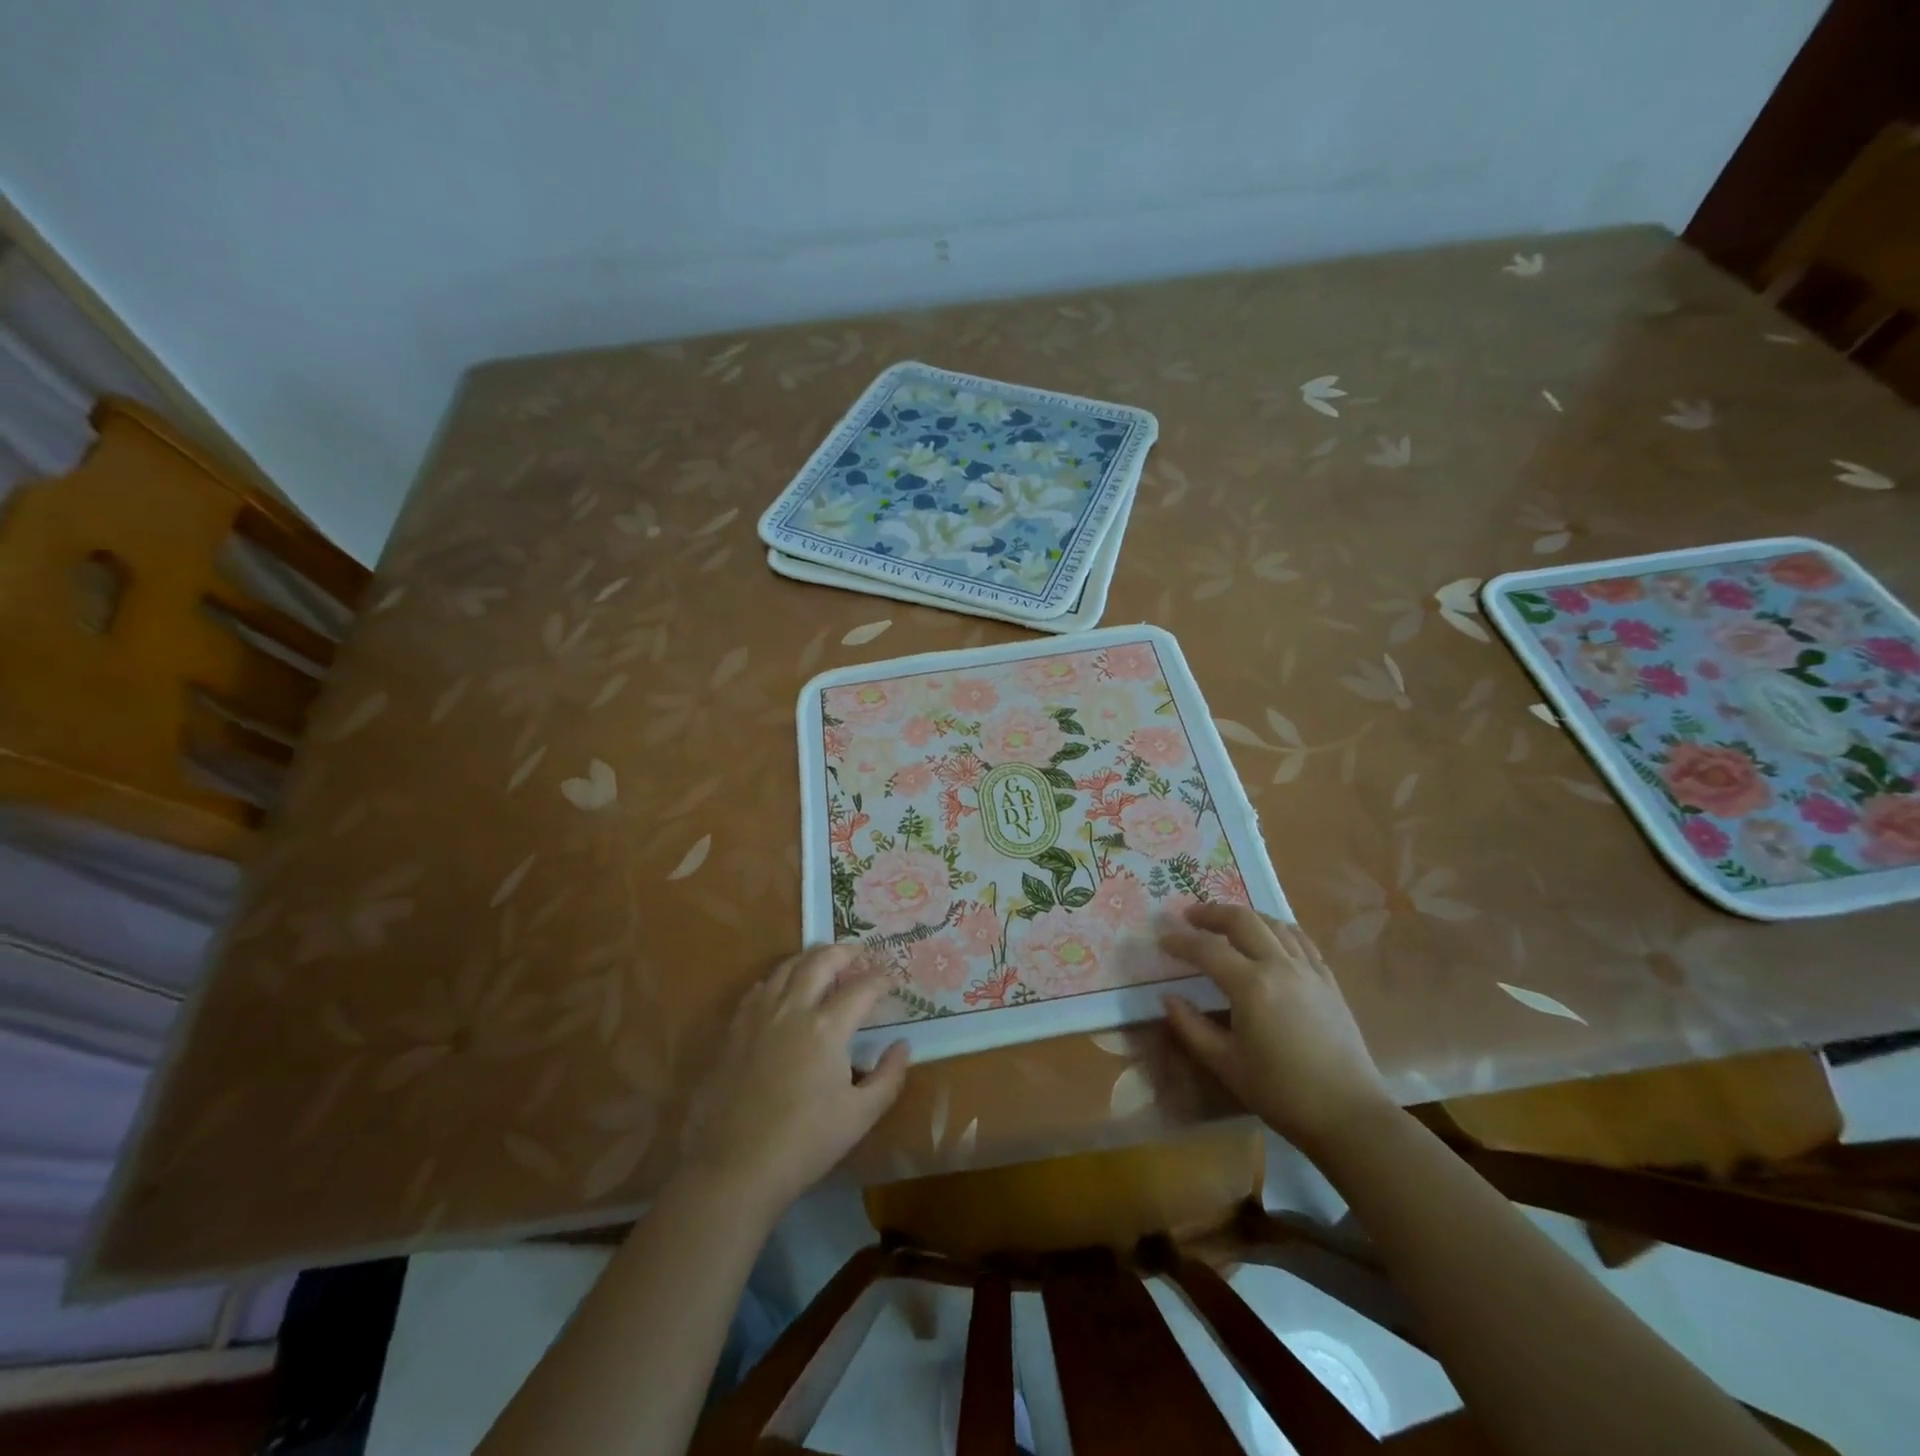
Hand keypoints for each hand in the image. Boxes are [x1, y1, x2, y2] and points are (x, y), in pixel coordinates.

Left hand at [681, 945, 909, 1215]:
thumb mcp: (861, 1116)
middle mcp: (793, 1009)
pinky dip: (776, 980)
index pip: (862, 988)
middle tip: (858, 953)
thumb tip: (903, 1045)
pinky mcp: (734, 1031)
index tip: (891, 981)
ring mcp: (759, 1017)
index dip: (881, 980)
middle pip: (820, 962)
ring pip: (785, 968)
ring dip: (809, 958)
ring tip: (822, 959)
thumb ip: (889, 1076)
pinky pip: (758, 989)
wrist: (736, 1166)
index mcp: (827, 1027)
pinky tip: (780, 989)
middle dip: (843, 952)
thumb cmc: (806, 1143)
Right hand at [1161, 904, 1394, 1152]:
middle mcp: (1280, 966)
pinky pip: (1300, 939)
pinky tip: (1270, 937)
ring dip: (1244, 916)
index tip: (1162, 940)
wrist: (1349, 1115)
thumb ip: (1191, 1027)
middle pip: (1242, 920)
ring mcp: (1309, 970)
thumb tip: (1168, 998)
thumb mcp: (1225, 1064)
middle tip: (1190, 916)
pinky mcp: (1328, 980)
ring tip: (1225, 923)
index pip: (1207, 950)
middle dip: (1211, 913)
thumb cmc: (1281, 1093)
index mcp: (1251, 986)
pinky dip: (1277, 929)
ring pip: (1273, 923)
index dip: (1181, 942)